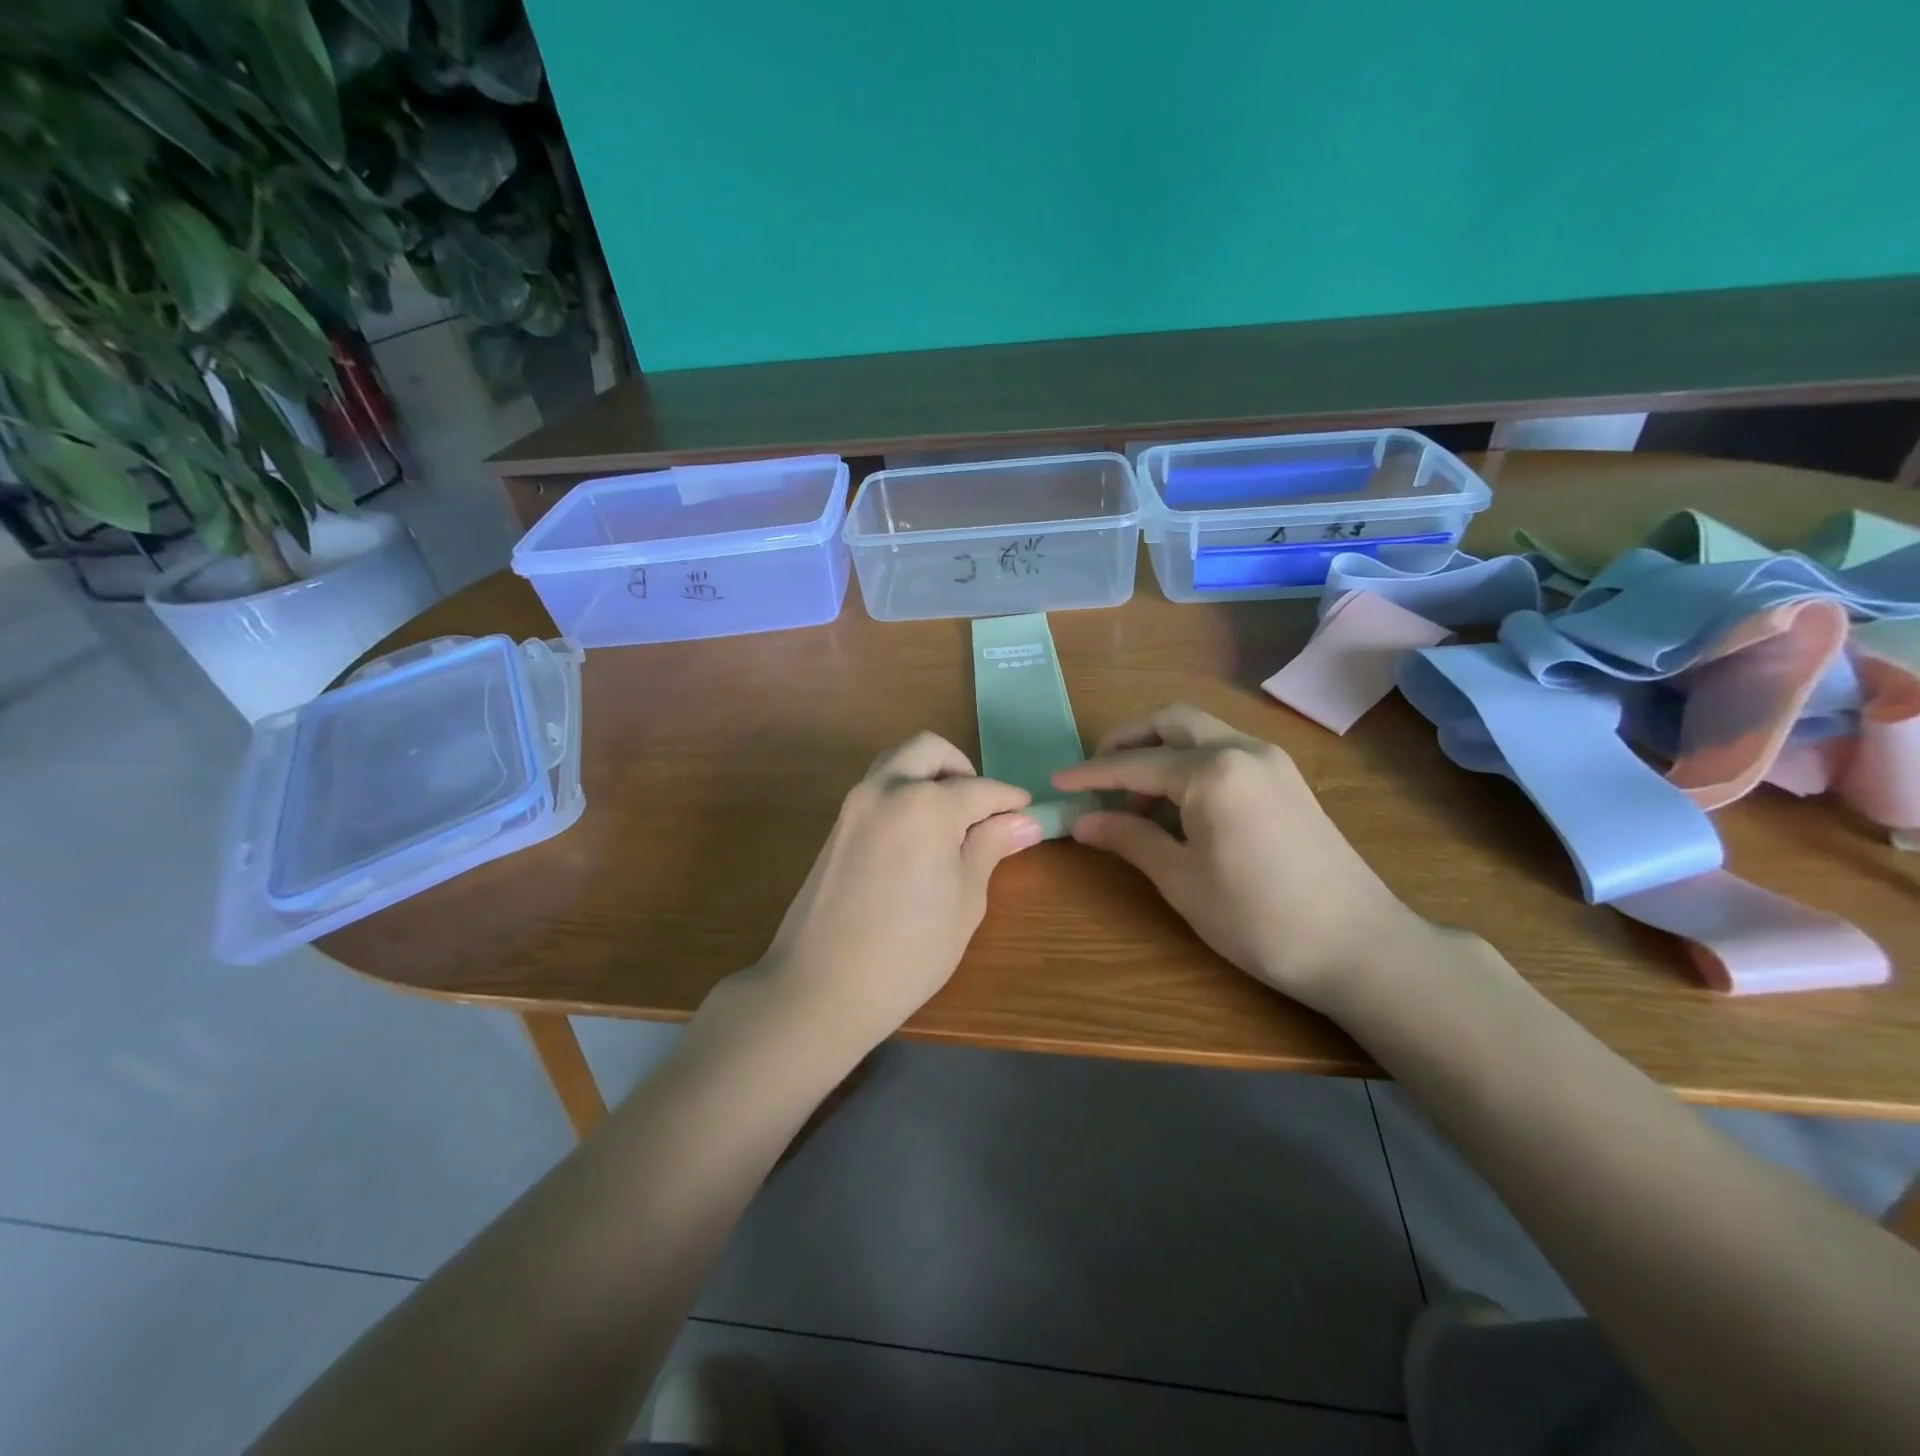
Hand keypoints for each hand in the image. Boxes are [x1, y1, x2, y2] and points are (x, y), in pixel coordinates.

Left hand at [755, 732, 1042, 1054]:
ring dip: (930, 775)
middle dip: (963, 769)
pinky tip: (919, 837)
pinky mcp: (837, 825)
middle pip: (929, 750)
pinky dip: (905, 792)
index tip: (1028, 811)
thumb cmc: (909, 950)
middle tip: (982, 809)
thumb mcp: (965, 900)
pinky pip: (878, 788)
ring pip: (898, 762)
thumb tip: (1023, 821)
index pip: (980, 789)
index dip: (1009, 799)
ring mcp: (854, 804)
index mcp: (925, 804)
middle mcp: (886, 788)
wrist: (821, 986)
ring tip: (952, 822)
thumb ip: (990, 848)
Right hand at [1052, 703, 1431, 1013]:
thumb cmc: (1258, 918)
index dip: (1090, 774)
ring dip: (1160, 750)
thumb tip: (1082, 822)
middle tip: (1097, 775)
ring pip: (1201, 731)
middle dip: (1127, 740)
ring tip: (1135, 801)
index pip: (1134, 763)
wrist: (1358, 946)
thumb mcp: (1181, 880)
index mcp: (1211, 771)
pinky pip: (1225, 750)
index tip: (1055, 783)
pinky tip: (1180, 806)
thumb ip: (1129, 838)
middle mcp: (1242, 748)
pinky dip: (1191, 762)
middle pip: (1171, 721)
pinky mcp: (1287, 779)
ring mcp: (1271, 760)